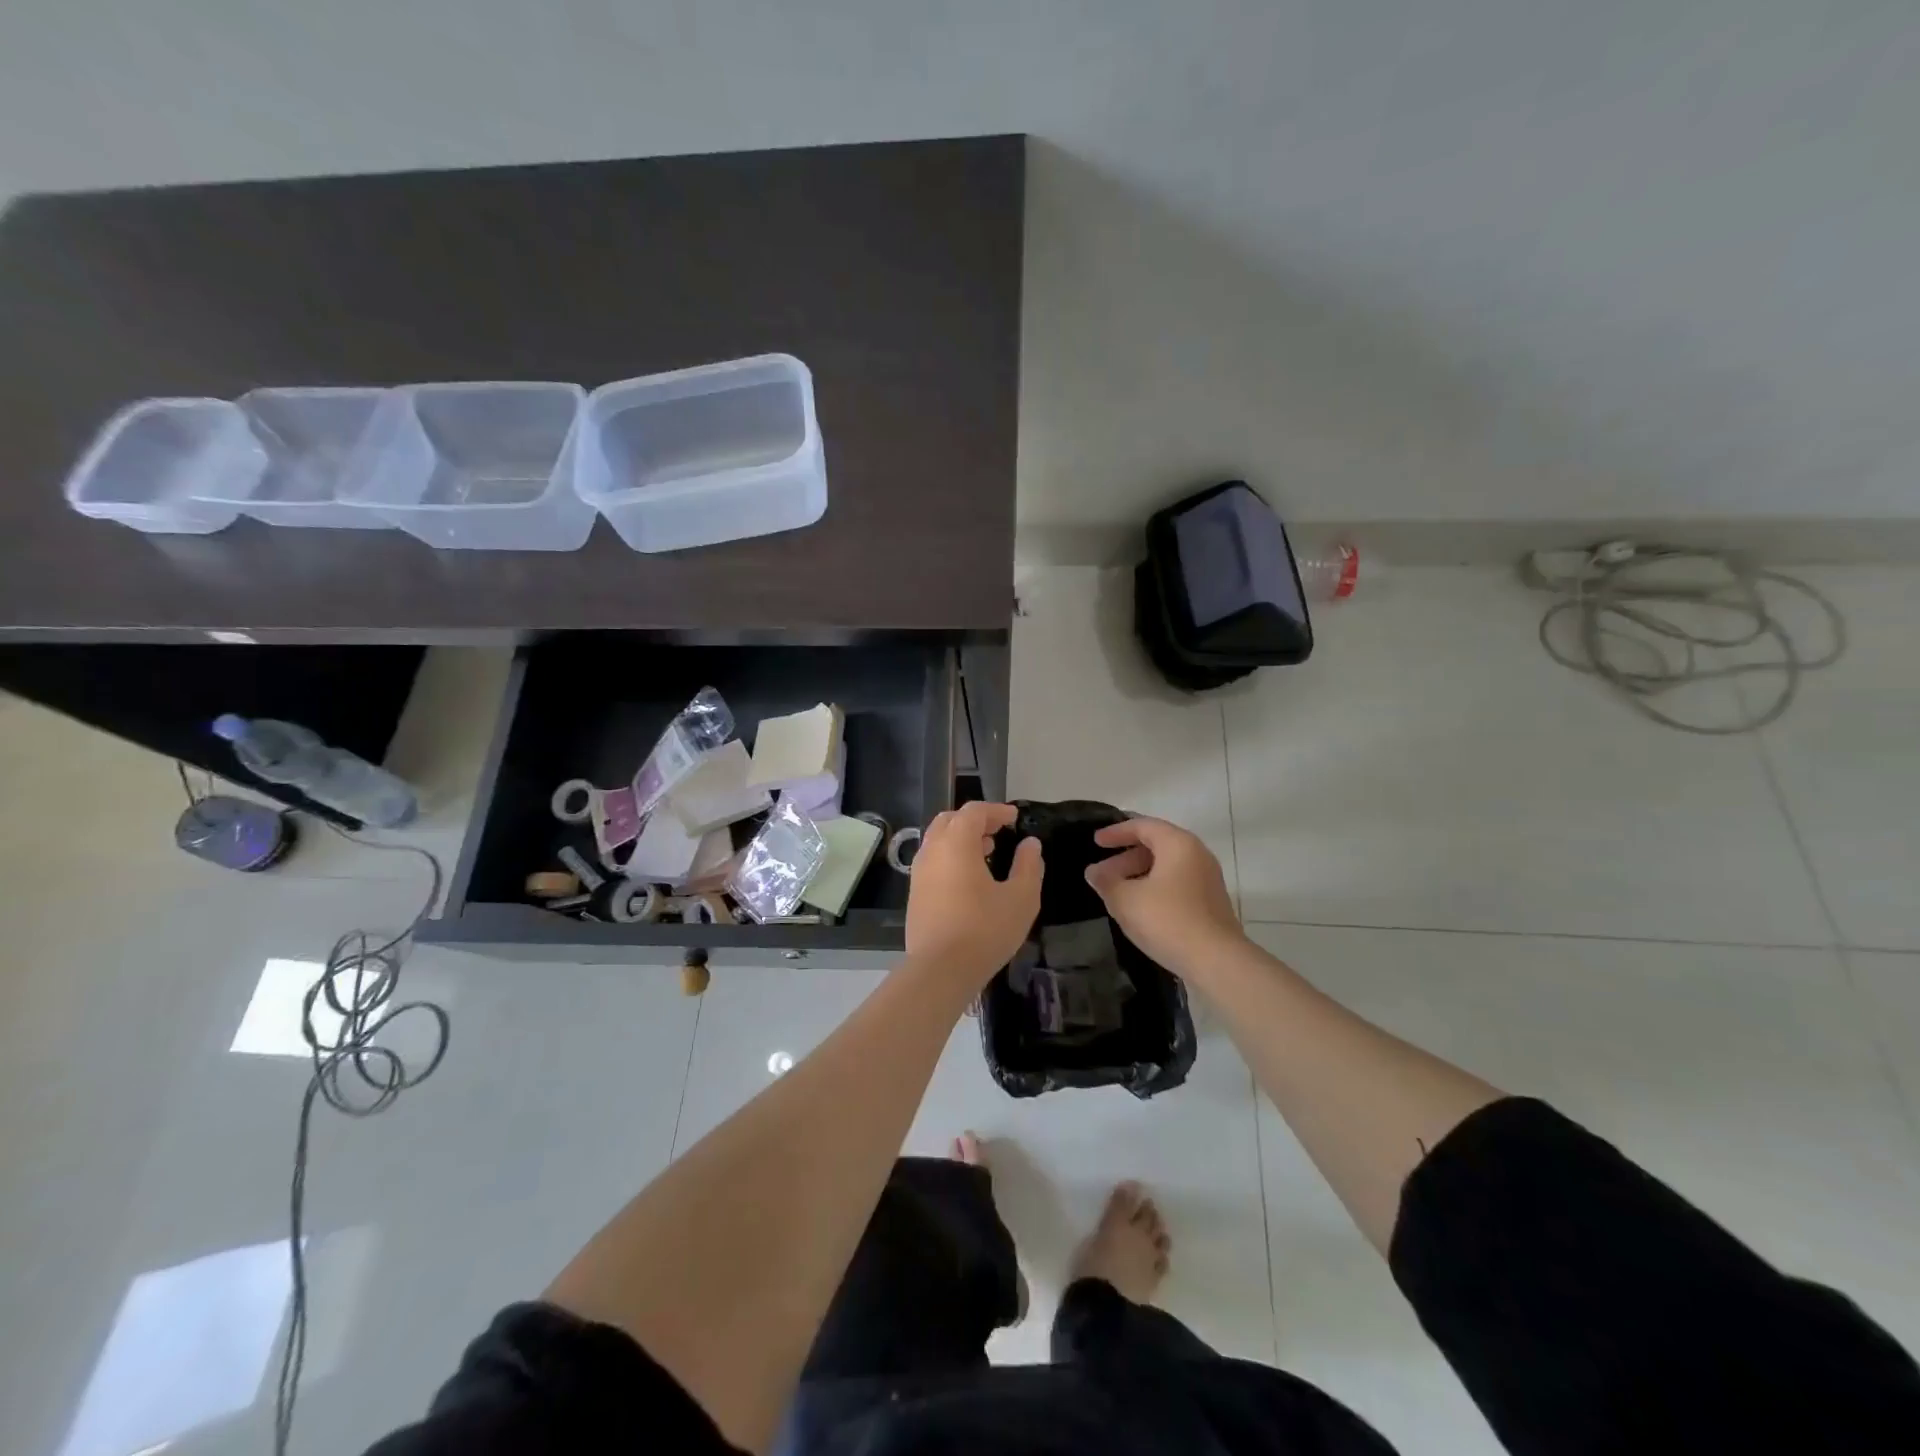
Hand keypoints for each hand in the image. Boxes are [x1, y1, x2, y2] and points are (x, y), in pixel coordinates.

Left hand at [905, 801, 1042, 986]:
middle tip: (998, 831)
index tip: (1015, 818)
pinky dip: (950, 857)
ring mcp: (919, 872)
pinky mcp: (914, 893)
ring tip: (986, 852)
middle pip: (950, 820)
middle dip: (975, 820)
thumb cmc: (985, 930)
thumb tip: (1030, 844)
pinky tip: (969, 879)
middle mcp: (932, 850)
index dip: (996, 810)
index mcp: (956, 843)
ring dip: (961, 839)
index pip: (974, 811)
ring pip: (938, 841)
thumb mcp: (1020, 898)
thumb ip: (1028, 866)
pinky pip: (933, 861)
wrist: (940, 970)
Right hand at [1084, 816, 1243, 979]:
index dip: (1116, 832)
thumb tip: (1094, 872)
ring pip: (1166, 867)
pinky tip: (1139, 908)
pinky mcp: (1210, 902)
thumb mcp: (1126, 900)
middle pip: (1156, 846)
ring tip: (1116, 893)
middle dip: (1125, 858)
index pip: (1143, 826)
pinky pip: (1177, 884)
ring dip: (1138, 875)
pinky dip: (1154, 888)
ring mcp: (1207, 879)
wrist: (1216, 961)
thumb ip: (1106, 882)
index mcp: (1178, 844)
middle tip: (1102, 874)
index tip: (1096, 842)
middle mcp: (1197, 855)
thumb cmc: (1167, 920)